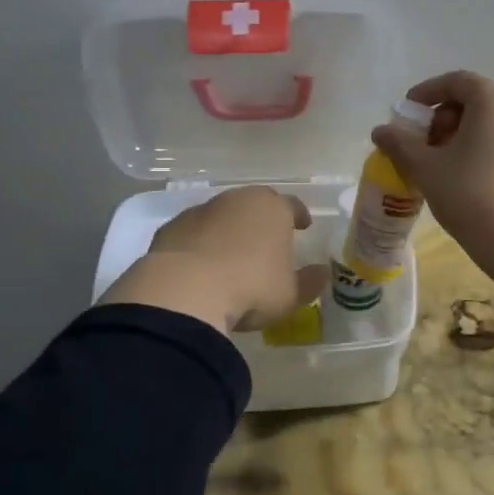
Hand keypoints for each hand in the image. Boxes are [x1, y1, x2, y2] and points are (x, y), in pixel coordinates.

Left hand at [99, 186, 328, 333]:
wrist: (184, 292)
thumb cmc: (250, 288)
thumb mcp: (290, 295)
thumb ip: (309, 282)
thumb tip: (322, 273)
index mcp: (272, 208)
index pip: (292, 205)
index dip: (299, 215)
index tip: (303, 226)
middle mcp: (237, 200)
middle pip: (254, 204)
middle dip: (261, 220)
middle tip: (266, 241)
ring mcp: (201, 211)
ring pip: (221, 215)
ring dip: (228, 231)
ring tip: (231, 257)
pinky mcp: (171, 227)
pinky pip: (193, 233)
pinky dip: (199, 244)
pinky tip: (200, 266)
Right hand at [370, 70, 493, 266]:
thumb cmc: (471, 196)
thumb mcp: (427, 169)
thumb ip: (400, 144)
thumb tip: (380, 131)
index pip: (456, 81)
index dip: (427, 93)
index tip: (407, 113)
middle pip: (475, 101)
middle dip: (443, 118)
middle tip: (422, 144)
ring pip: (491, 123)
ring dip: (462, 135)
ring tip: (441, 165)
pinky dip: (483, 149)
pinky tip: (467, 178)